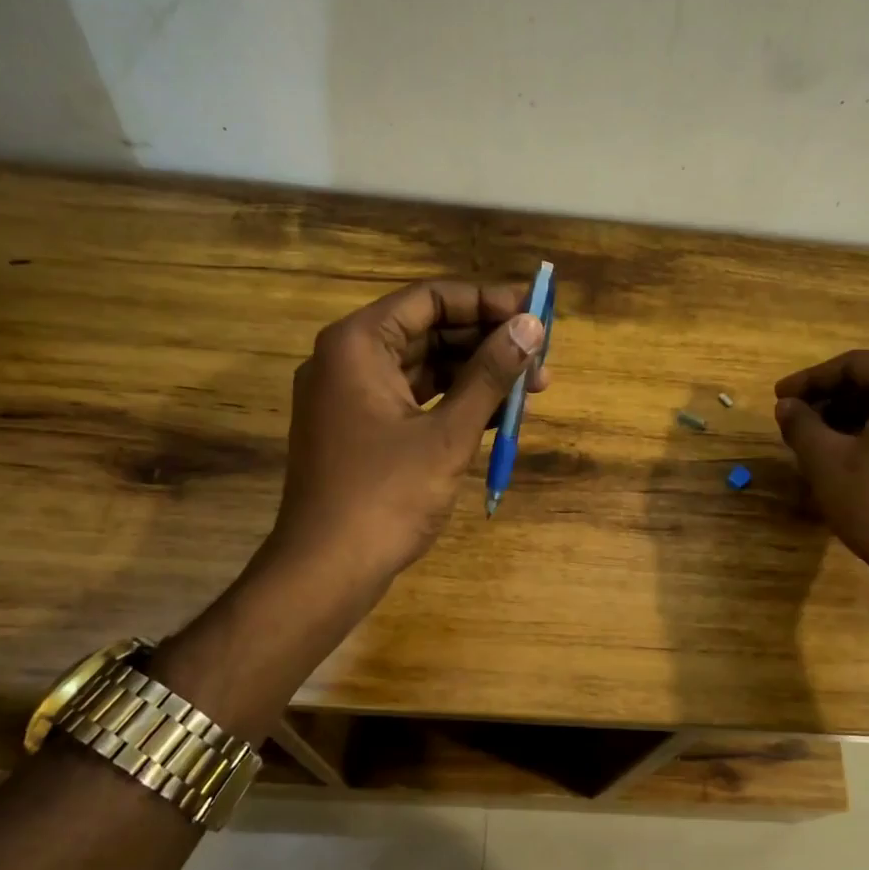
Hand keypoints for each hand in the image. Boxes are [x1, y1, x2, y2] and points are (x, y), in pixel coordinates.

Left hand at [271, 280, 547, 581]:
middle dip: (487, 342)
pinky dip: (453, 404)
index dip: (487, 301)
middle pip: (427, 331)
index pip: (430, 299)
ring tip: (533, 388)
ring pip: (423, 368)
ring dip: (476, 375)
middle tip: (541, 356)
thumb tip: (531, 327)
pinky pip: (413, 401)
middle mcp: (347, 360)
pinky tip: (499, 415)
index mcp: (358, 344)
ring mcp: (350, 398)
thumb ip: (490, 376)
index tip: (535, 313)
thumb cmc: (386, 496)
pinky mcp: (359, 431)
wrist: (327, 570)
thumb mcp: (447, 434)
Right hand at [773, 351, 868, 595]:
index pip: (855, 366)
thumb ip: (801, 424)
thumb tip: (786, 406)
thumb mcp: (825, 461)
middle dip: (834, 401)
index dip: (810, 380)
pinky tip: (857, 460)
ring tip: (821, 443)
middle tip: (798, 421)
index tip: (779, 398)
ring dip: (858, 419)